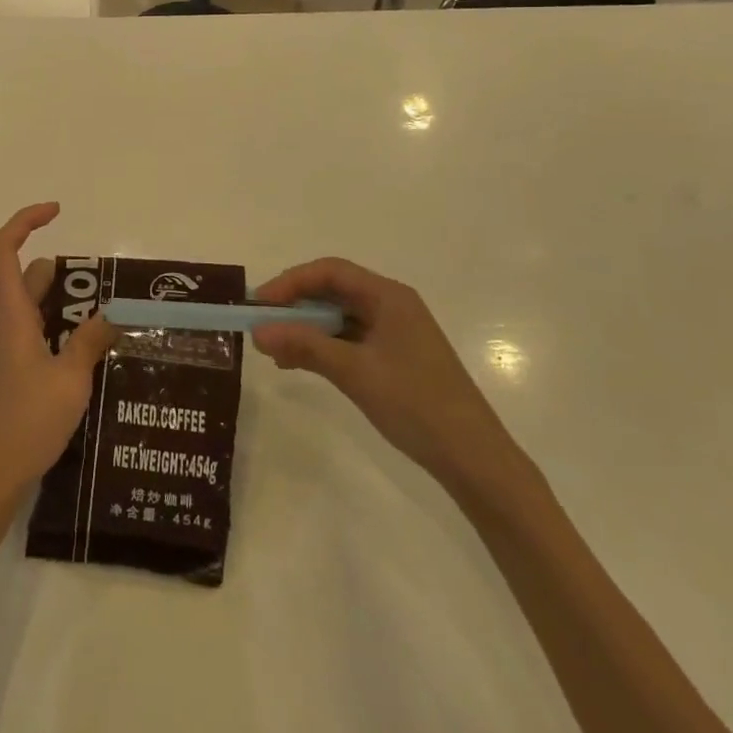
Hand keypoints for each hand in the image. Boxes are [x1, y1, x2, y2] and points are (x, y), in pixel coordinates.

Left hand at [0, 204, 116, 506]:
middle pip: (30, 277)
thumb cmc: (24, 422)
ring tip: (113, 318)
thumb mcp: (69, 380)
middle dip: (67, 272)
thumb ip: (90, 343)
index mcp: (13, 314)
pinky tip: (97, 355)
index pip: (4, 250)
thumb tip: (112, 317)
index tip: (57, 211)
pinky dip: (68, 333)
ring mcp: (13, 351)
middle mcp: (10, 325)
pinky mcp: (19, 375)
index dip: (25, 221)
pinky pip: (45, 336)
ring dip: (71, 305)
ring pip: (40, 309)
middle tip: (107, 284)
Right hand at [251, 258, 518, 490]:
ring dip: (305, 329)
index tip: (259, 304)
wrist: (475, 460)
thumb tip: (258, 332)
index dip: (290, 282)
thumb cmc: (416, 404)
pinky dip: (322, 347)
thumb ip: (305, 347)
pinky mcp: (394, 358)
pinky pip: (348, 340)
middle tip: (262, 326)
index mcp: (388, 296)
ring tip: (274, 349)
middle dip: (295, 306)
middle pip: (333, 291)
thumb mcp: (355, 372)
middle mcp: (391, 305)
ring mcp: (394, 332)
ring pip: (338, 317)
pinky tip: (299, 365)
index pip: (330, 272)